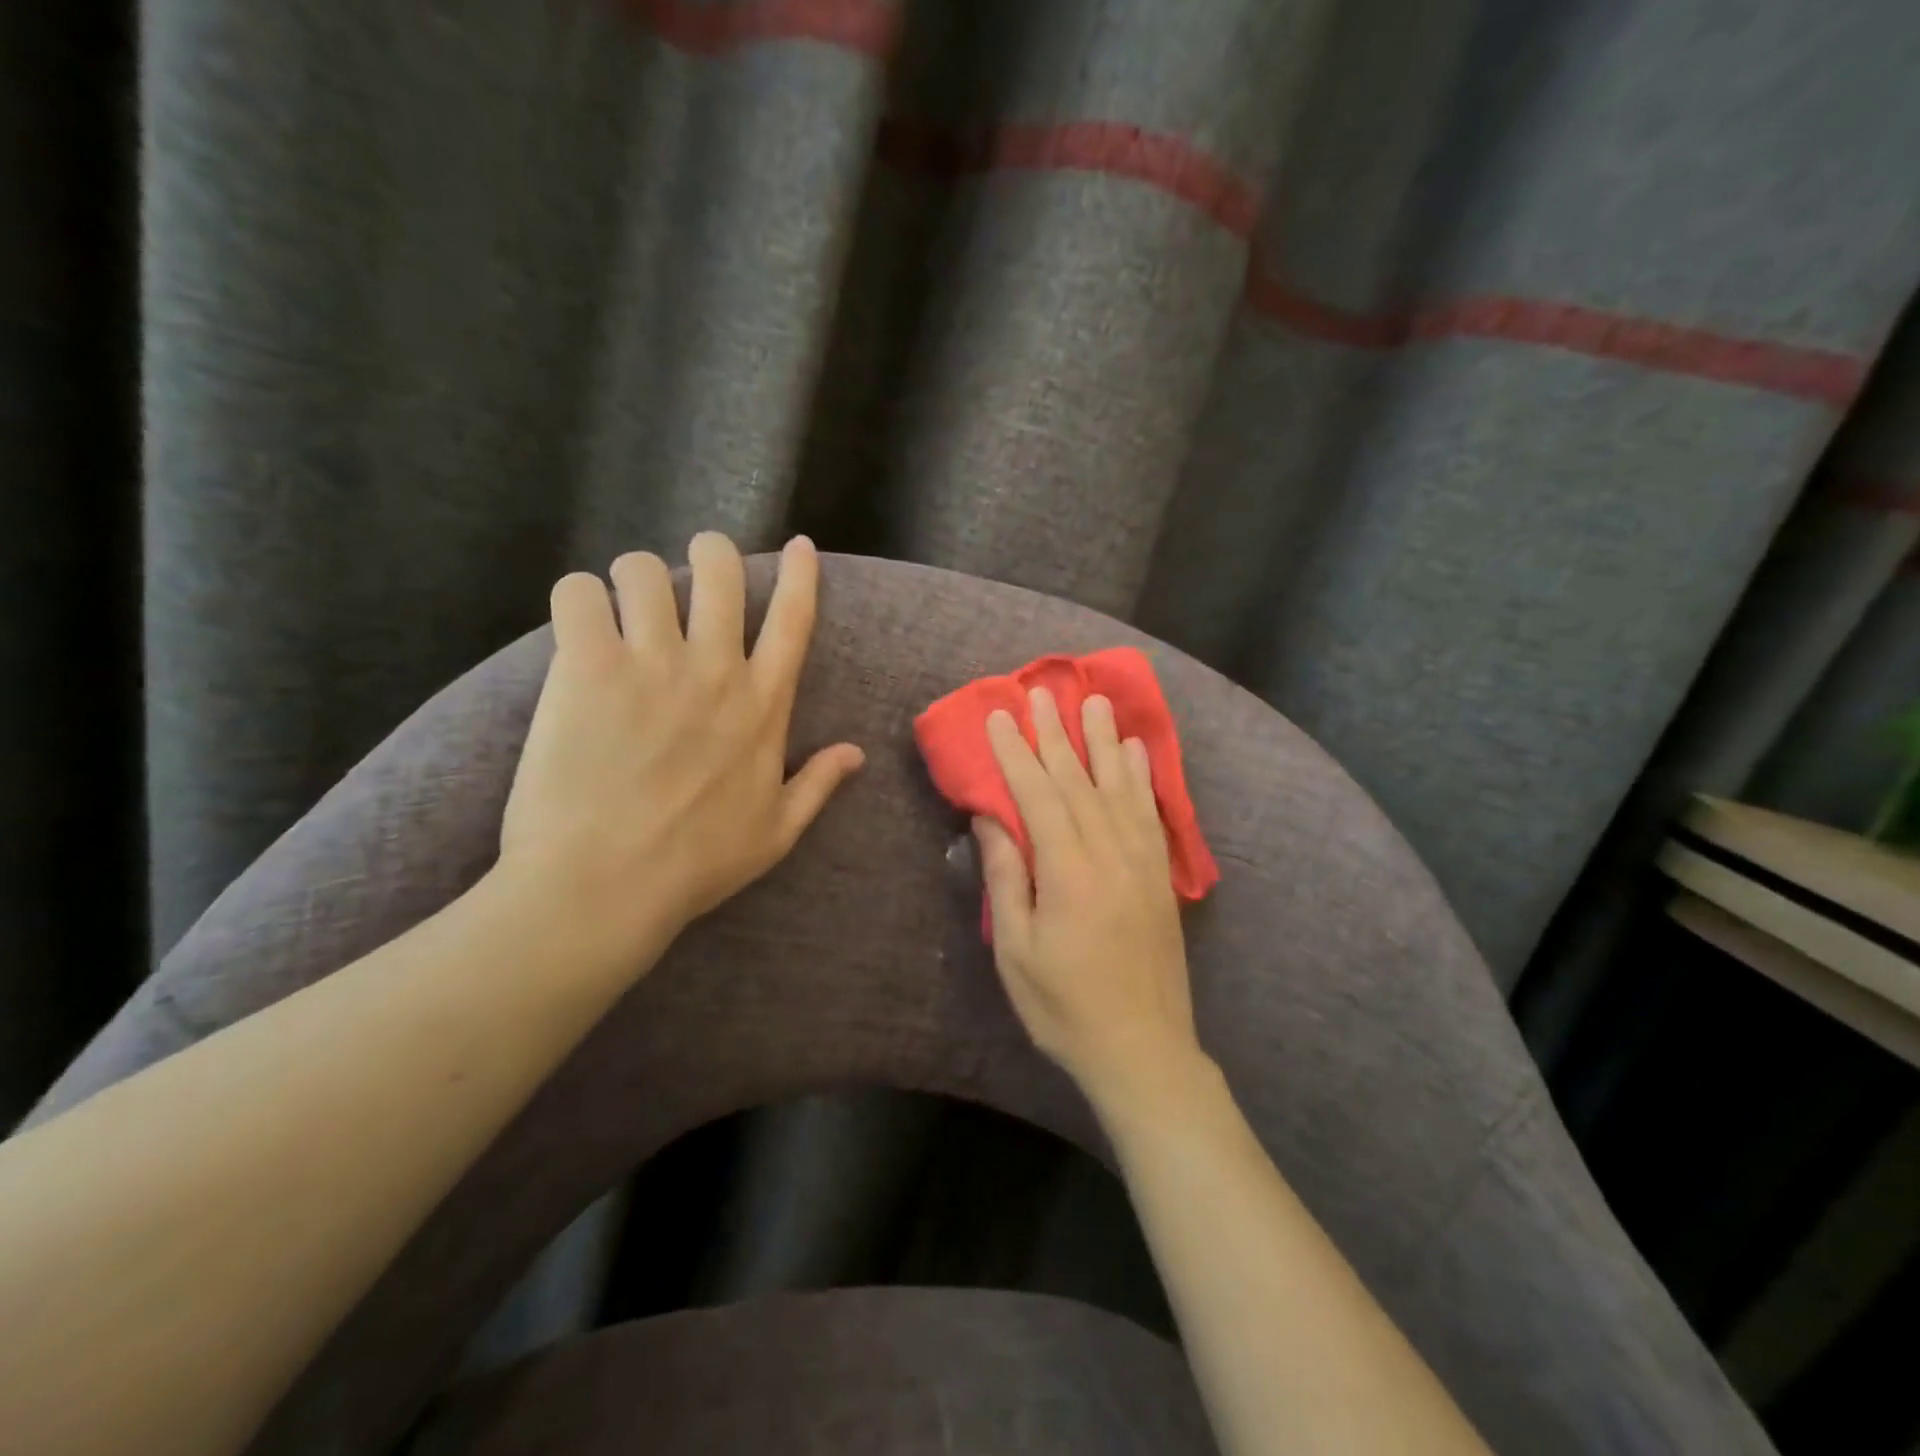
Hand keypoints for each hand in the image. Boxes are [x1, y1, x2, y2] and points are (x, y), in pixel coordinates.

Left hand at [498, 532, 864, 967]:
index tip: (799, 545)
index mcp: (763, 705)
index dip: (800, 573)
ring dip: (634, 582)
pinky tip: (577, 627)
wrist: (604, 888)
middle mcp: (715, 669)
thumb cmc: (695, 864)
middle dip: (710, 554)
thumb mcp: (777, 832)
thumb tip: (856, 753)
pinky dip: (578, 600)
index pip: (794, 619)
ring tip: (620, 610)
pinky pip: (579, 592)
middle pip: (720, 569)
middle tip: (688, 577)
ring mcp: (652, 664)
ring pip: (644, 570)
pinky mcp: (588, 667)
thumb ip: (819, 785)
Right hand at [973, 685, 1201, 1100]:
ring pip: (1118, 788)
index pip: (1037, 796)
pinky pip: (1150, 814)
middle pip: (1077, 781)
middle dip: (1056, 734)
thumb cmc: (1064, 1006)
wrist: (1142, 1049)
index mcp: (1068, 872)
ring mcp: (1141, 863)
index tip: (998, 716)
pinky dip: (1141, 778)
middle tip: (1042, 693)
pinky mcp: (1160, 877)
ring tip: (1095, 703)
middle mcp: (1109, 854)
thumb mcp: (1016, 950)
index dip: (1014, 754)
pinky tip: (1136, 753)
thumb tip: (990, 818)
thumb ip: (1006, 878)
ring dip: (1103, 742)